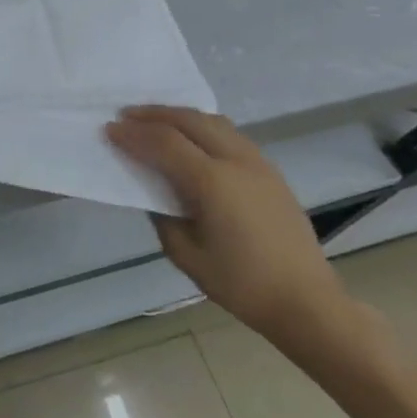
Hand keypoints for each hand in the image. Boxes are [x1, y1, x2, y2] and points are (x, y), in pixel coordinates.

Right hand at [106, 106, 350, 346]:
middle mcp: (235, 161)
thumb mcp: (187, 257)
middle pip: (188, 120)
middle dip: (153, 114)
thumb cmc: (243, 285)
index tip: (109, 129)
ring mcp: (257, 163)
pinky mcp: (270, 171)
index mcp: (212, 182)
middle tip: (126, 116)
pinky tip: (192, 138)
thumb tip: (155, 193)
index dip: (133, 134)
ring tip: (156, 120)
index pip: (163, 143)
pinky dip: (203, 126)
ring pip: (212, 121)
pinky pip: (230, 134)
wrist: (307, 303)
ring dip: (179, 116)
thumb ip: (163, 218)